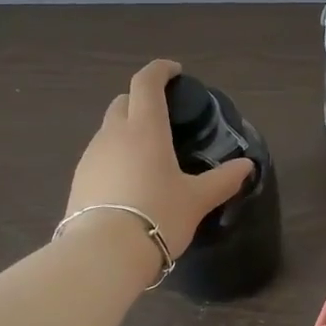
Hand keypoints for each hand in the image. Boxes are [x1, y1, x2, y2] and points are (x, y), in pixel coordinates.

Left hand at [65, 59, 254, 260]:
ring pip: (108, 130)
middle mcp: (113, 134)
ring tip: (148, 155)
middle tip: (163, 116)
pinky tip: (129, 181)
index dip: (160, 70)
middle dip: (141, 100)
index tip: (175, 72)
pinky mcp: (78, 181)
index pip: (146, 83)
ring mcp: (91, 157)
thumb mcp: (197, 199)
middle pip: (123, 102)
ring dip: (126, 131)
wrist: (103, 254)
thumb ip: (223, 180)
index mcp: (145, 128)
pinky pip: (99, 157)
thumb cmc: (158, 215)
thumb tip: (247, 166)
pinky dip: (115, 157)